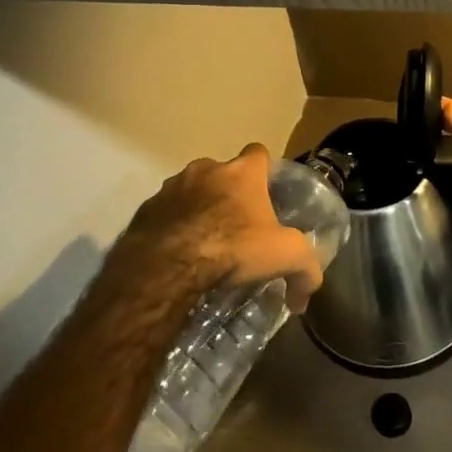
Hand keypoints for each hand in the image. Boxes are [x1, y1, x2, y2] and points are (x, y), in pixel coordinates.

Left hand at [117, 144, 324, 311]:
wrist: (167, 266)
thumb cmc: (233, 248)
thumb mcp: (285, 257)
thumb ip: (306, 270)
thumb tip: (306, 298)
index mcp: (242, 171)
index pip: (258, 153)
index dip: (263, 172)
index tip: (265, 195)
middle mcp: (206, 169)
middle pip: (222, 173)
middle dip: (228, 193)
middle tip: (235, 227)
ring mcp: (171, 187)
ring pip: (190, 191)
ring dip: (197, 209)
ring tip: (203, 243)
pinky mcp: (145, 209)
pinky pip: (164, 213)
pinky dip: (172, 226)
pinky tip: (177, 254)